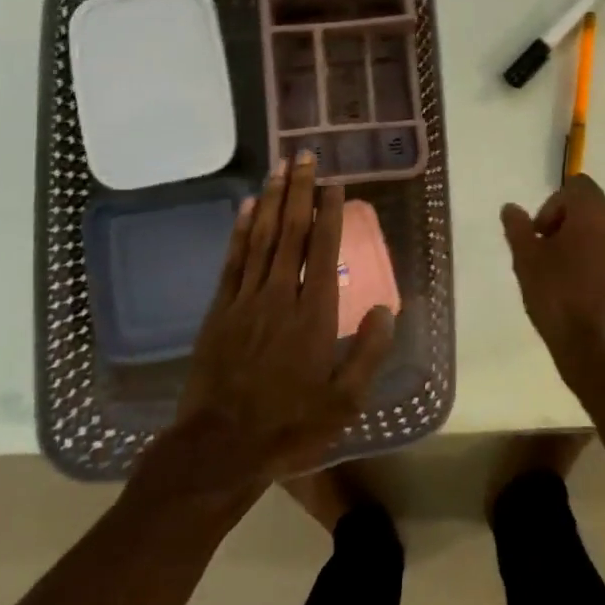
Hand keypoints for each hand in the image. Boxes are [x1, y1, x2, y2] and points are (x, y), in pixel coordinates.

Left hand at [135, 153, 395, 499]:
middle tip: (305, 155)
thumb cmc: (289, 426)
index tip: (334, 183)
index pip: (323, 251)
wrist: (220, 450)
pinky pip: (231, 261)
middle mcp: (279, 296)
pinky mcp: (219, 312)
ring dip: (270, 200)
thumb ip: (368, 353)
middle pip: (291, 233)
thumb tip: (385, 309)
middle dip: (299, 191)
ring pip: (260, 239)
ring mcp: (245, 301)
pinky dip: (239, 231)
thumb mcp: (344, 402)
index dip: (329, 214)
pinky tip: (244, 207)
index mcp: (314, 315)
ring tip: (279, 167)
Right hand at [500, 174, 604, 367]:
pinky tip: (590, 296)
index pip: (576, 186)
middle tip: (549, 255)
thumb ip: (518, 228)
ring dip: (591, 246)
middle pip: (595, 209)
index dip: (553, 206)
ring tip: (569, 278)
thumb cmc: (558, 297)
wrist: (600, 351)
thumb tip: (511, 208)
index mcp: (595, 211)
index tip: (540, 236)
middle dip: (571, 225)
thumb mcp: (526, 261)